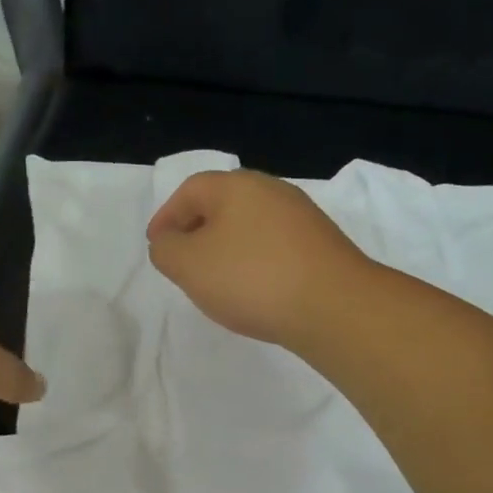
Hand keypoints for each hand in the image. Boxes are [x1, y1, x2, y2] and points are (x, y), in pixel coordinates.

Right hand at [146, 169, 372, 346]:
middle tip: (183, 261)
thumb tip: (169, 242)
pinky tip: (254, 290)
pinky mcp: (322, 245)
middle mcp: (272, 190)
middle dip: (197, 230)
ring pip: (250, 226)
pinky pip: (275, 246)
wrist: (335, 306)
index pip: (190, 191)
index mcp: (237, 185)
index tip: (157, 245)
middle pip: (223, 204)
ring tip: (216, 280)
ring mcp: (302, 217)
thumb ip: (166, 250)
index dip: (167, 217)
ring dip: (227, 248)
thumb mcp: (189, 265)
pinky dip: (255, 261)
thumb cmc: (252, 278)